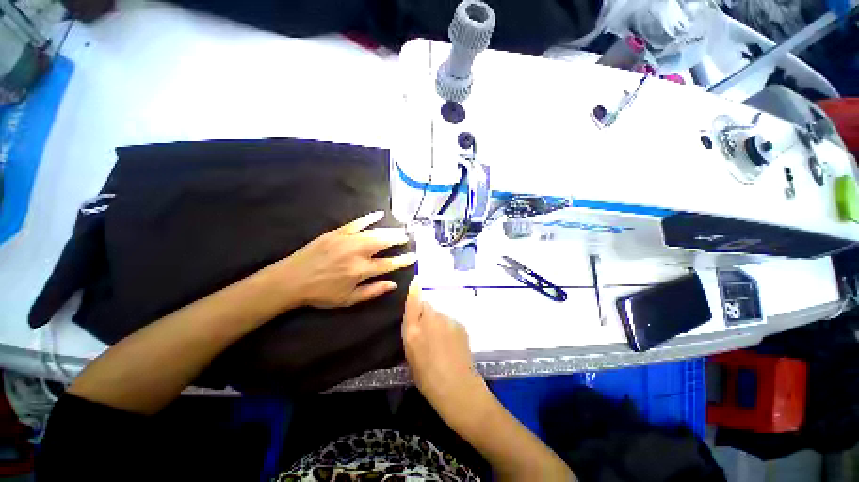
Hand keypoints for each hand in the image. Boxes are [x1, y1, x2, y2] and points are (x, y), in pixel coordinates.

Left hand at [274, 211, 416, 308]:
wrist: (291, 280)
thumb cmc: (321, 293)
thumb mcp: (348, 300)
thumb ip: (373, 291)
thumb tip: (393, 284)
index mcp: (361, 270)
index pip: (389, 263)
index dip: (403, 260)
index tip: (413, 256)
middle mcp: (357, 252)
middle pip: (384, 242)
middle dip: (398, 239)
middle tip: (407, 237)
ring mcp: (347, 240)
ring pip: (374, 232)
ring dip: (389, 230)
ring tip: (399, 229)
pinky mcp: (337, 232)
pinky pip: (357, 222)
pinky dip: (369, 218)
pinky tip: (379, 214)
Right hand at [402, 282, 487, 418]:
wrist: (457, 388)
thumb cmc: (427, 378)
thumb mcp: (411, 356)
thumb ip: (412, 333)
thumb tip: (417, 319)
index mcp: (413, 331)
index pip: (413, 302)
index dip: (414, 290)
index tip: (416, 280)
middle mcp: (430, 320)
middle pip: (427, 307)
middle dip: (425, 314)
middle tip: (428, 333)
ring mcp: (447, 321)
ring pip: (440, 315)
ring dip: (438, 323)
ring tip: (442, 342)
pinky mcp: (460, 324)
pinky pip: (450, 321)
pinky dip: (449, 328)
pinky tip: (452, 344)